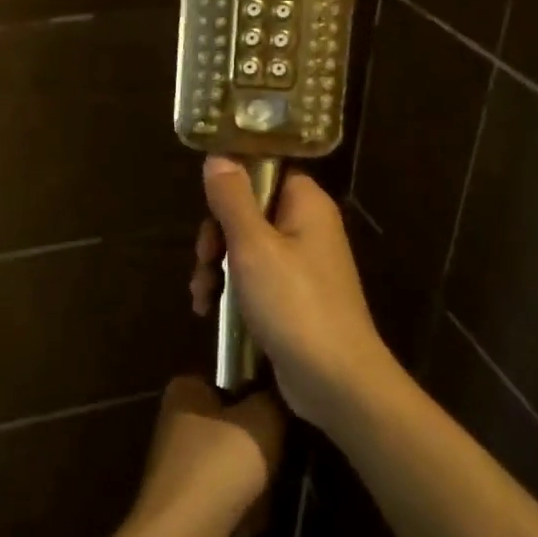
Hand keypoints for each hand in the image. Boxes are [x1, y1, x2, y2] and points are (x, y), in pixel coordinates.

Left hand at [123, 376, 284, 536]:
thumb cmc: (221, 464)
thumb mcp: (263, 419)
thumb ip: (275, 398)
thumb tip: (282, 389)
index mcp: (185, 392)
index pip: (229, 378)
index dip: (257, 390)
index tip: (282, 407)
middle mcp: (178, 424)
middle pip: (236, 425)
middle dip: (261, 444)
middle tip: (284, 452)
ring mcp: (182, 468)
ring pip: (236, 465)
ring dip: (257, 481)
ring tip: (271, 488)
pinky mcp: (189, 507)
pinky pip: (229, 500)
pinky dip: (244, 510)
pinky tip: (255, 518)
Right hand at [191, 156, 403, 434]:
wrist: (334, 380)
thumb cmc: (294, 304)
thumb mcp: (253, 246)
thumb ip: (232, 199)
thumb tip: (218, 156)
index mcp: (306, 204)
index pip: (266, 170)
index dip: (233, 182)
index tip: (207, 204)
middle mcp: (306, 228)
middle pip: (248, 211)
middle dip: (216, 236)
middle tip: (205, 259)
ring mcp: (300, 265)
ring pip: (244, 247)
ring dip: (216, 267)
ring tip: (202, 295)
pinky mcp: (291, 298)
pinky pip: (253, 278)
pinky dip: (230, 290)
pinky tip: (208, 310)